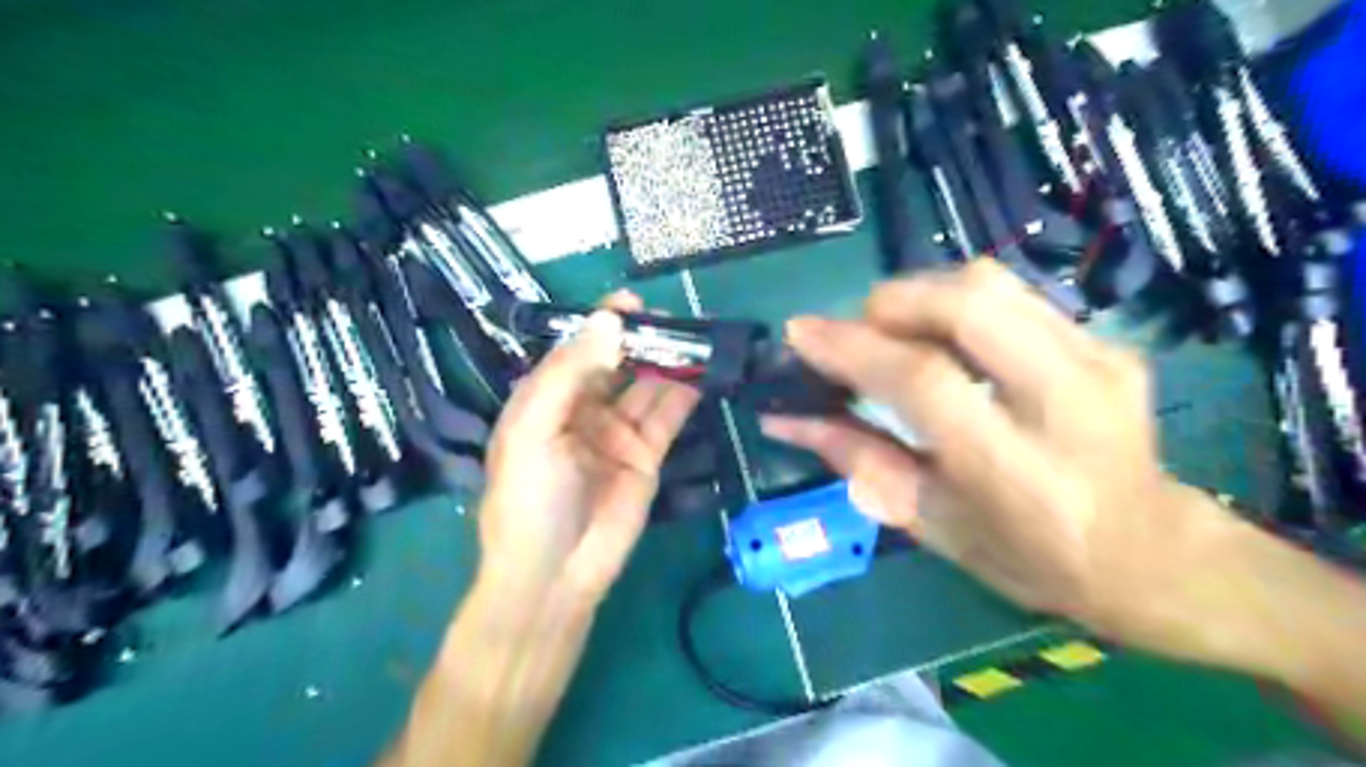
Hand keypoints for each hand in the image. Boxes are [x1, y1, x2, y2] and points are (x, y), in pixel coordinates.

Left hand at [475, 290, 697, 605]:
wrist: (555, 575)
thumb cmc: (529, 498)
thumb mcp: (535, 429)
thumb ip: (570, 373)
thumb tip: (610, 321)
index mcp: (546, 398)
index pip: (577, 349)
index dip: (602, 324)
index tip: (633, 303)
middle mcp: (583, 409)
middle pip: (617, 363)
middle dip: (643, 341)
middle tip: (676, 321)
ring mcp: (617, 433)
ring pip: (647, 386)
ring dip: (669, 363)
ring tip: (697, 339)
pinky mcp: (647, 456)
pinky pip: (667, 416)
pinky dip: (684, 394)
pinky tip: (702, 372)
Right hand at [765, 259, 1234, 644]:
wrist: (1151, 553)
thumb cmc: (1029, 558)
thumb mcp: (932, 524)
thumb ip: (858, 460)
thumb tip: (786, 417)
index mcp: (1019, 473)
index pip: (924, 381)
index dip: (853, 347)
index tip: (801, 333)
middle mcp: (1068, 403)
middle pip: (967, 303)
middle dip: (891, 303)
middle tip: (854, 333)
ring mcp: (1099, 360)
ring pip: (989, 283)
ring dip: (920, 296)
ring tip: (893, 334)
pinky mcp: (1107, 341)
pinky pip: (1010, 294)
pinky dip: (955, 303)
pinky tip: (942, 338)